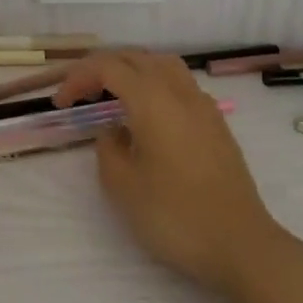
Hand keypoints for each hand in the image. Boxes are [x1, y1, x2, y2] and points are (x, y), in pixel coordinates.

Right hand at [56, 51, 302, 297]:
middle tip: (80, 94)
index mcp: (152, 99)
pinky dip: (155, 85)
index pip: (108, 67)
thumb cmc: (175, 216)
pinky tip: (149, 115)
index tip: (61, 103)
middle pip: (135, 58)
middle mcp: (179, 91)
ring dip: (132, 70)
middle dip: (102, 69)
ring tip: (113, 95)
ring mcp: (203, 105)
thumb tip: (112, 129)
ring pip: (162, 65)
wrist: (241, 245)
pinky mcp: (217, 123)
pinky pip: (180, 84)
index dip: (79, 78)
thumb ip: (107, 147)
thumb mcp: (123, 186)